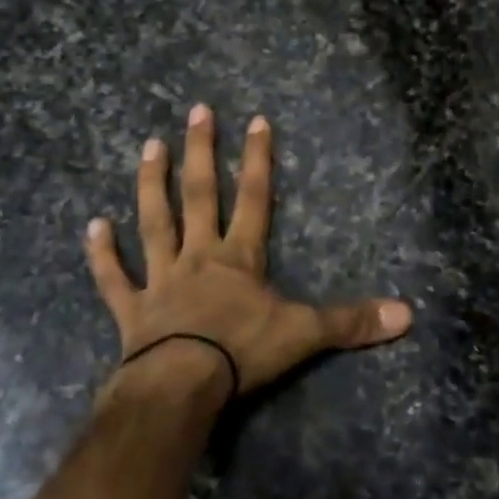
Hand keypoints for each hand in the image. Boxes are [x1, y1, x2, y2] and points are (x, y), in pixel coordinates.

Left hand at [86, 106, 411, 399]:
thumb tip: (407, 314)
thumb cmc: (241, 353)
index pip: (255, 197)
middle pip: (200, 195)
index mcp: (239, 257)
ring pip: (155, 222)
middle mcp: (199, 257)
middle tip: (196, 111)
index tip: (256, 120)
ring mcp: (161, 280)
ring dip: (152, 184)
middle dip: (202, 152)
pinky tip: (91, 226)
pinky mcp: (132, 310)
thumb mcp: (305, 334)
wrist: (180, 388)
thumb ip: (352, 322)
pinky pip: (114, 278)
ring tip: (149, 146)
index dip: (259, 159)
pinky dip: (102, 254)